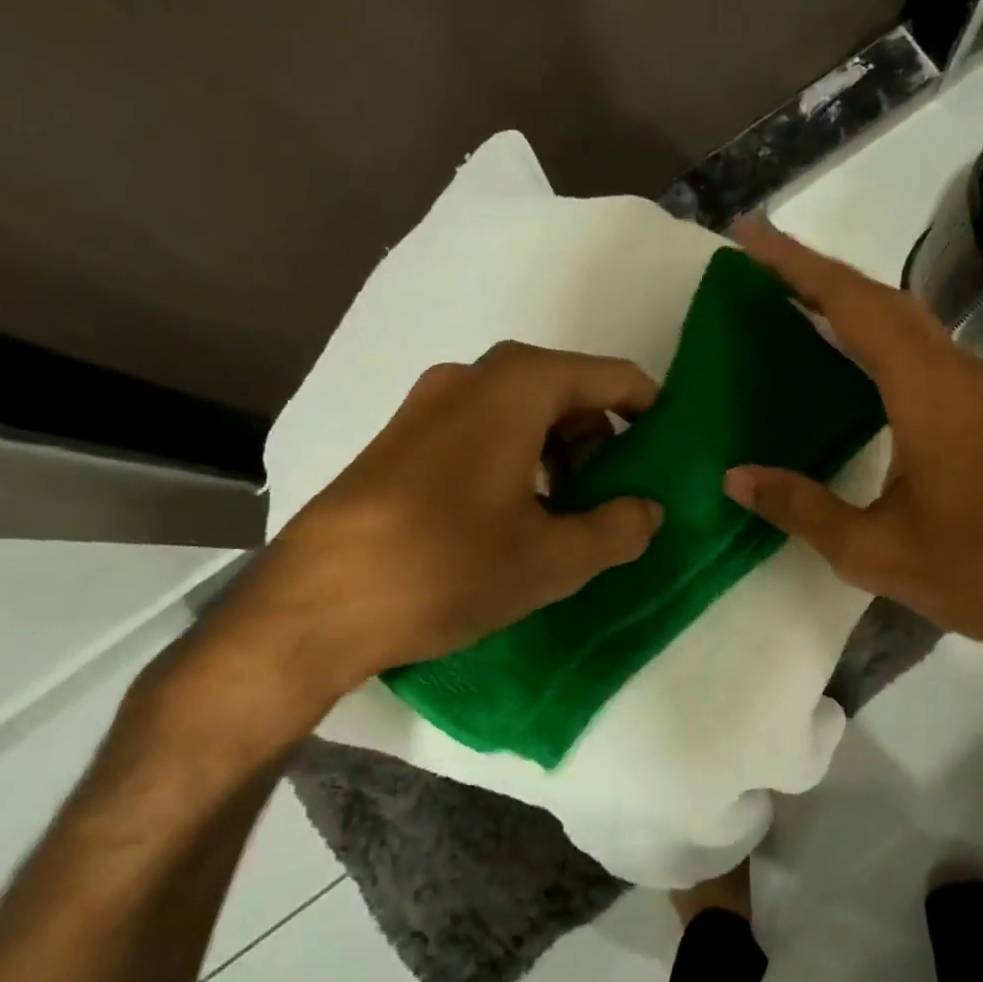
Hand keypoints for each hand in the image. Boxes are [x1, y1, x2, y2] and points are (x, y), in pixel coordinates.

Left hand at [206, 341, 663, 731]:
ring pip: (524, 412)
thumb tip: (648, 510)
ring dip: (560, 453)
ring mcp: (429, 403)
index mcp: (518, 386)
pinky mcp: (403, 437)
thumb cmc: (446, 567)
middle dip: (602, 441)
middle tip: (615, 498)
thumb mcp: (552, 559)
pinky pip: (484, 429)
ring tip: (565, 515)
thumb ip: (619, 528)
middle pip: (567, 392)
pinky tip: (513, 516)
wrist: (313, 604)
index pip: (613, 378)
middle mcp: (473, 377)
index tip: (669, 454)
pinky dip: (518, 459)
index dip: (651, 412)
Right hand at [724, 220, 982, 696]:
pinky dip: (875, 325)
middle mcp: (952, 370)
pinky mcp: (979, 402)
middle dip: (817, 271)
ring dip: (848, 295)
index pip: (853, 306)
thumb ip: (798, 506)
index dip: (798, 266)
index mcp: (925, 392)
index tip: (751, 235)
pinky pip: (918, 341)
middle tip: (759, 259)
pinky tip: (848, 345)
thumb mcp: (868, 550)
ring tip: (793, 291)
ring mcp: (972, 383)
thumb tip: (733, 476)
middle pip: (879, 296)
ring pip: (903, 314)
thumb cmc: (968, 570)